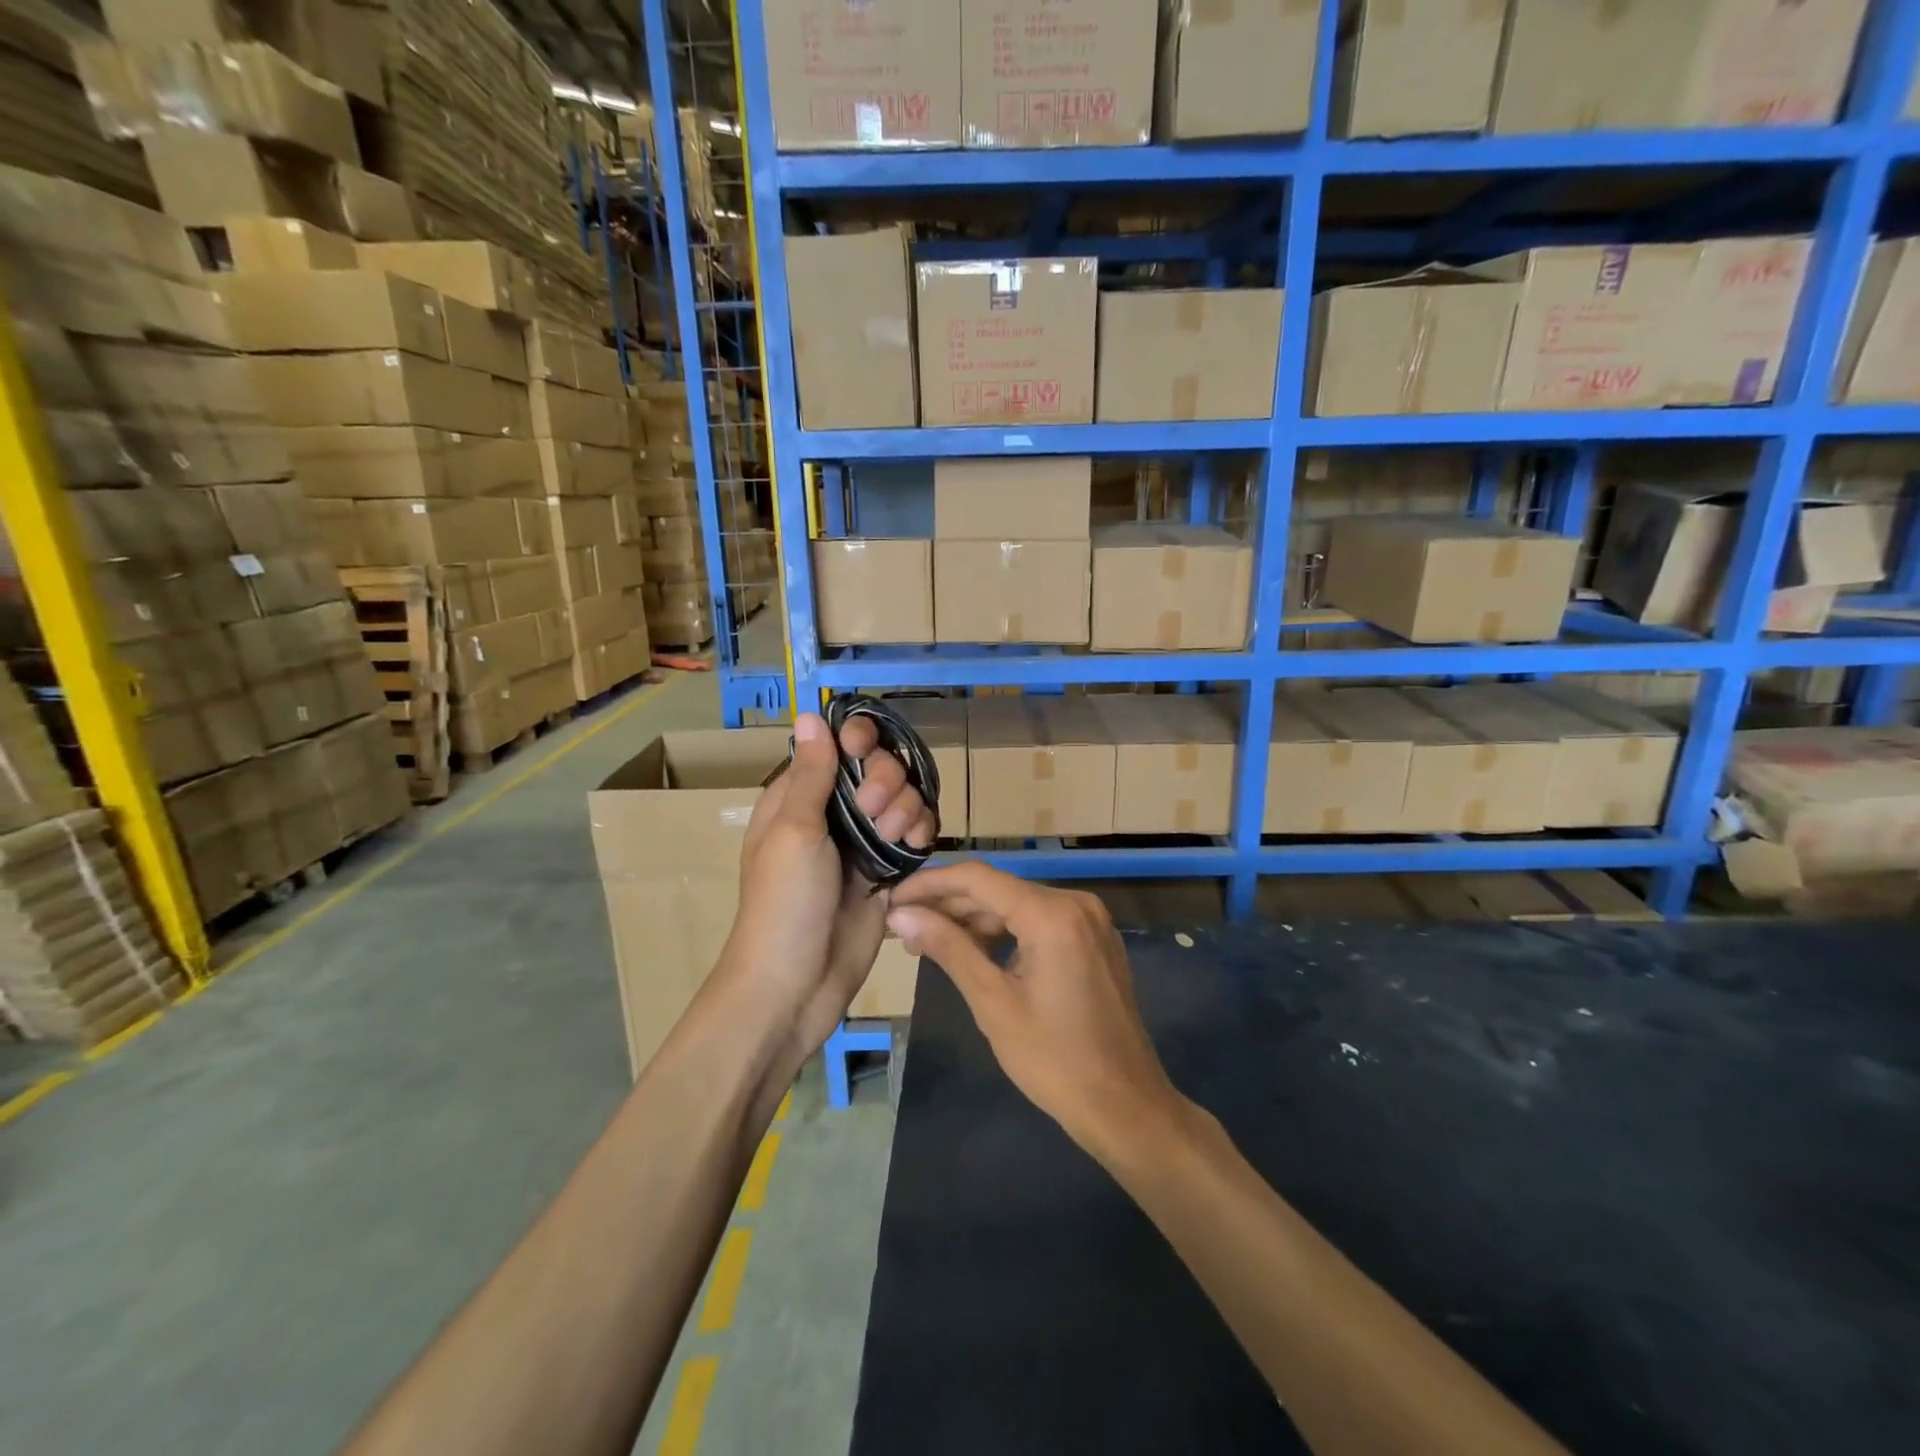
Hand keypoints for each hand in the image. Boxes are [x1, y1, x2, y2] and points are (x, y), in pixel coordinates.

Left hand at [721, 712, 935, 1071]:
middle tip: (874, 814)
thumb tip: (810, 714)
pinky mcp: (887, 871)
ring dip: (908, 808)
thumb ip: (812, 774)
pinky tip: (916, 848)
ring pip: (904, 798)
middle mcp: (833, 812)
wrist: (796, 985)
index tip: (863, 753)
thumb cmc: (784, 904)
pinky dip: (921, 833)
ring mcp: (862, 842)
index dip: (858, 741)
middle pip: (880, 767)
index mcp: (799, 796)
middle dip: (887, 782)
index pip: (838, 745)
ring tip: (897, 838)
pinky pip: (915, 834)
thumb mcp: (794, 832)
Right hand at [886, 864, 1181, 1161]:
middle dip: (948, 905)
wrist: (1125, 1105)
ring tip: (929, 942)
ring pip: (1017, 904)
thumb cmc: (1054, 1060)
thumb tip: (901, 915)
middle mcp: (1075, 903)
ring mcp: (1089, 920)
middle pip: (998, 889)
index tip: (892, 900)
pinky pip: (1039, 921)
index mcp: (1052, 914)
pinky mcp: (1093, 939)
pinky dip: (1004, 932)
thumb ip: (948, 948)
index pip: (978, 879)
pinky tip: (973, 950)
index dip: (930, 884)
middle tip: (902, 927)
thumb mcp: (993, 1002)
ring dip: (973, 920)